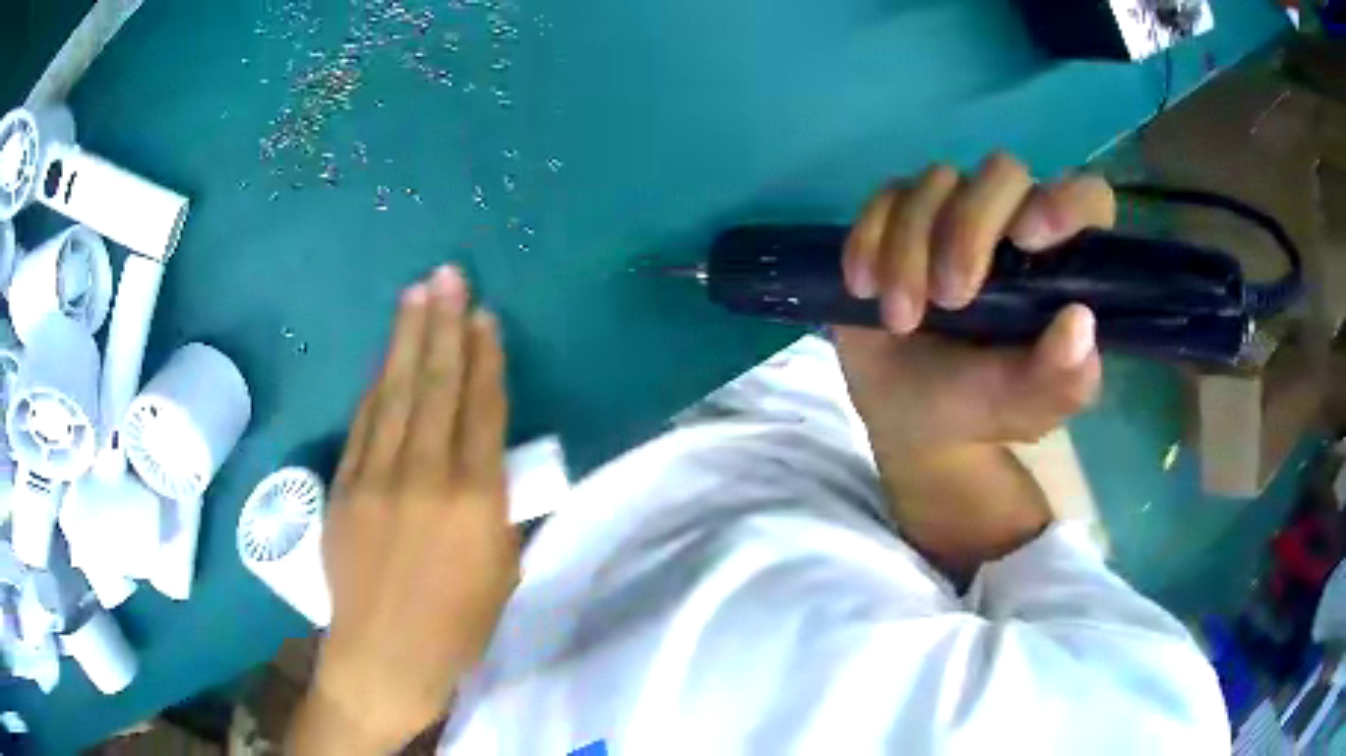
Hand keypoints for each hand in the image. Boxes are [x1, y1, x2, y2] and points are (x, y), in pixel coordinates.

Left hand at [292, 266, 517, 752]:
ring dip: (408, 340)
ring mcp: (377, 476)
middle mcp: (425, 476)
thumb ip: (499, 506)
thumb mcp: (503, 570)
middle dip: (444, 325)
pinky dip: (378, 384)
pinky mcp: (344, 485)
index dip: (484, 359)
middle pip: (436, 385)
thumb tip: (493, 458)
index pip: (481, 410)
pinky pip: (364, 421)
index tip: (485, 318)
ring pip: (396, 392)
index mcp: (476, 501)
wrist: (384, 654)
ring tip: (417, 294)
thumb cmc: (457, 625)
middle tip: (449, 276)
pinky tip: (387, 357)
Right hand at [835, 155, 1114, 579]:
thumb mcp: (1029, 407)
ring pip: (937, 182)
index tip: (1030, 239)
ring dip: (910, 248)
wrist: (909, 414)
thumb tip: (1079, 321)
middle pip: (1002, 172)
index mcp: (1061, 261)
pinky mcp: (900, 215)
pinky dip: (869, 240)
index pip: (1088, 198)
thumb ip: (1062, 378)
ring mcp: (954, 210)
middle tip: (951, 300)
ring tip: (901, 319)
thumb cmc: (982, 405)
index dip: (1067, 202)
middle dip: (970, 230)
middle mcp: (1013, 220)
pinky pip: (884, 198)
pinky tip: (866, 289)